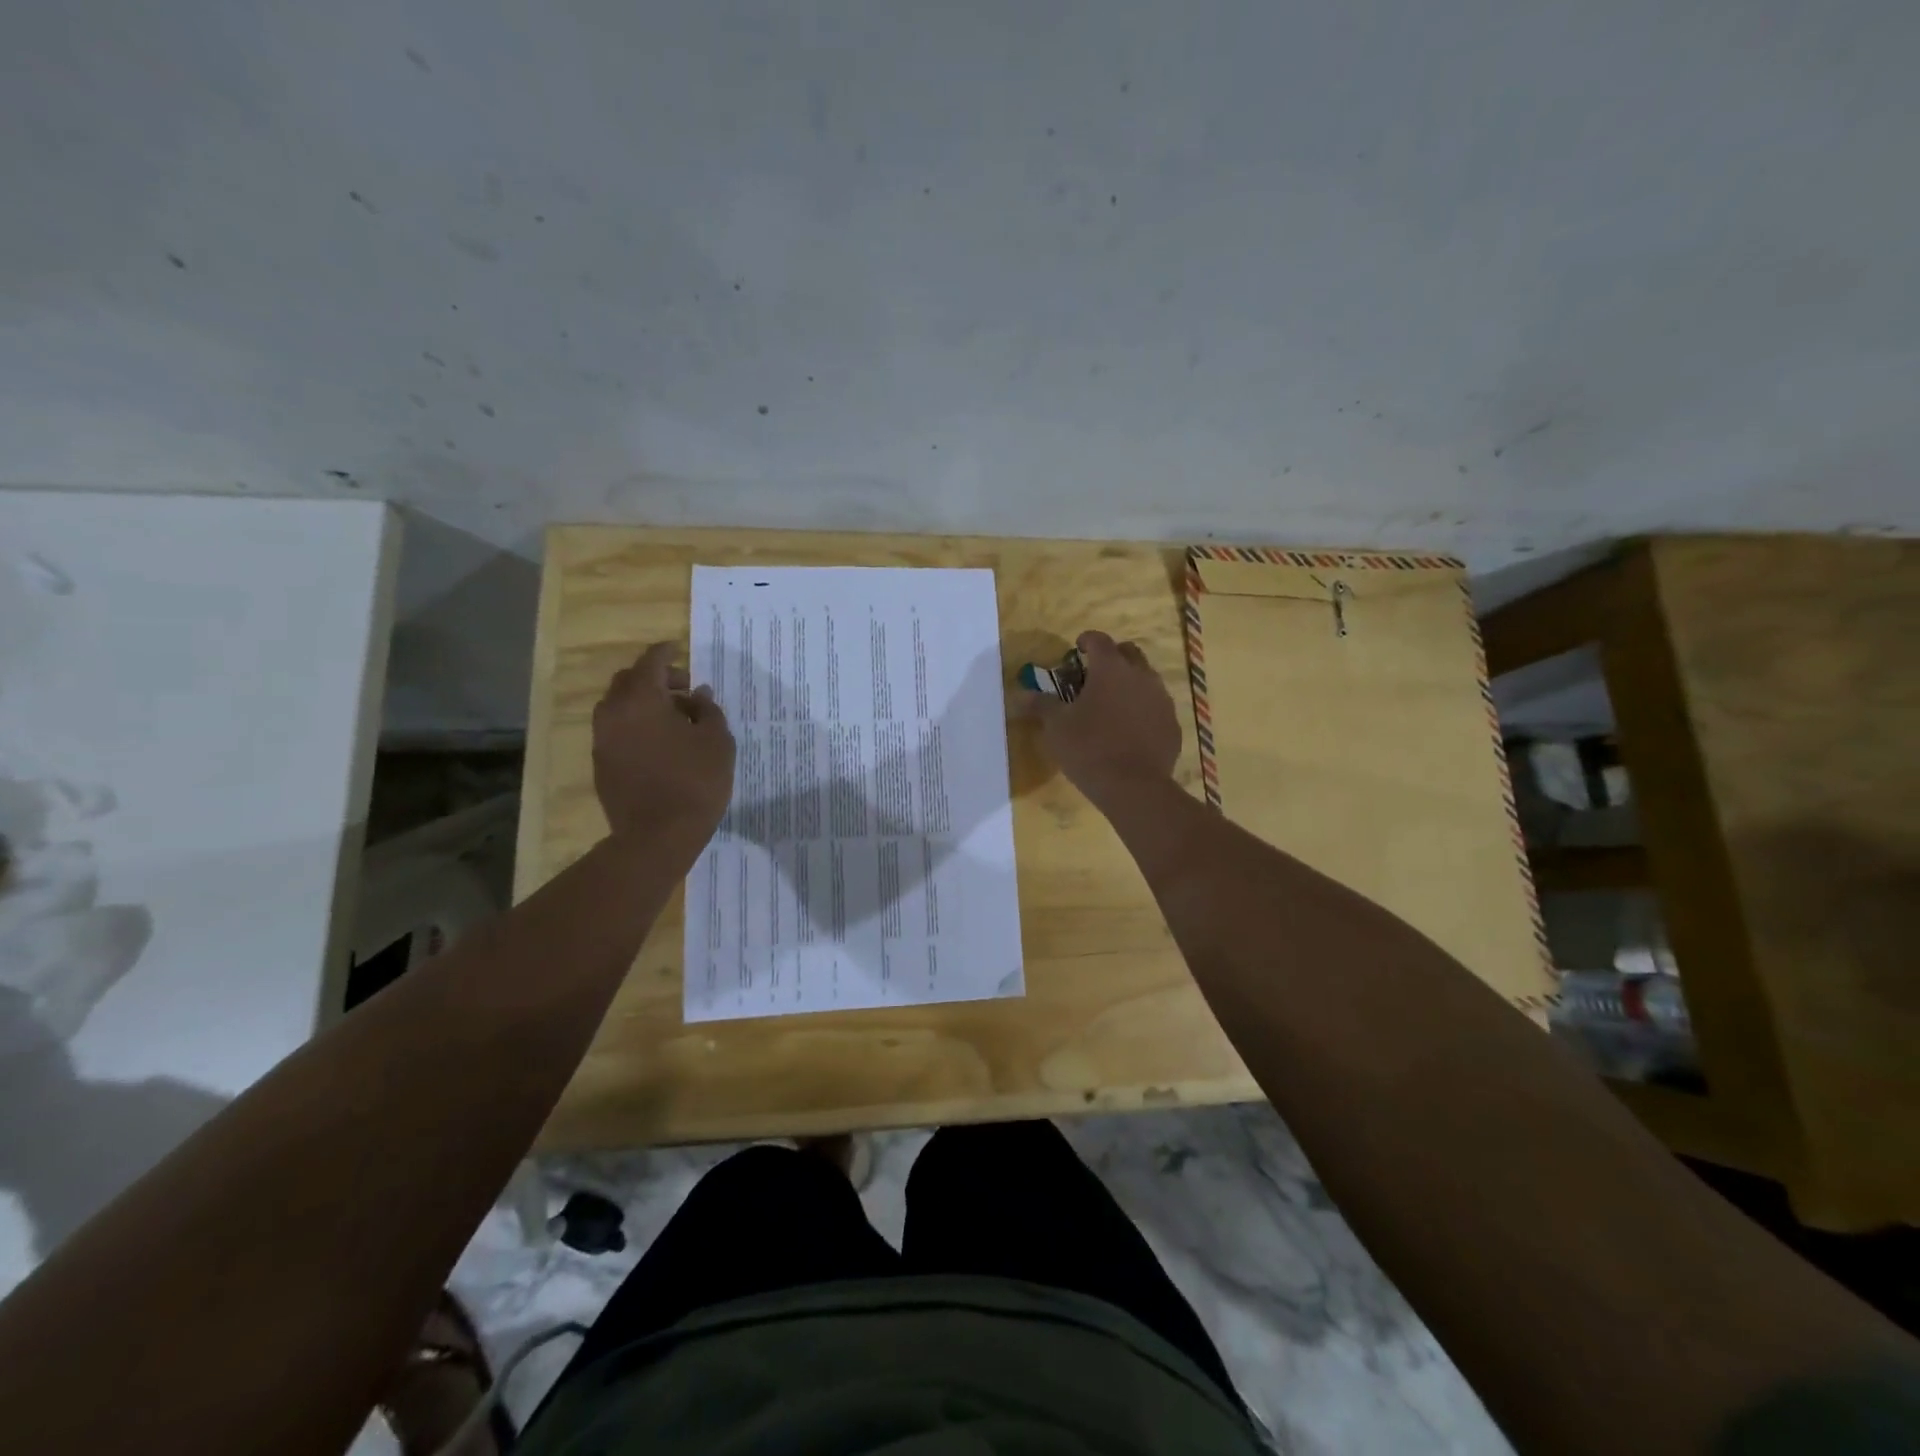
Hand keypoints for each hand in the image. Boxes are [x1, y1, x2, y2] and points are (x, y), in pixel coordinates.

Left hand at [592, 643, 735, 841]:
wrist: (657, 836)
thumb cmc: (695, 783)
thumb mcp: (717, 742)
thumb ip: (708, 711)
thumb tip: (698, 694)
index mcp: (642, 700)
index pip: (651, 662)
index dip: (666, 652)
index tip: (678, 648)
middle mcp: (614, 713)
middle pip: (628, 681)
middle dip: (654, 678)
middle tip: (683, 691)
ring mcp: (602, 740)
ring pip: (618, 706)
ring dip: (643, 703)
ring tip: (673, 719)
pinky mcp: (601, 764)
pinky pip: (616, 731)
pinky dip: (635, 725)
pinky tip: (659, 743)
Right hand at [1022, 631, 1181, 805]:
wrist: (1134, 787)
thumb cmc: (1089, 749)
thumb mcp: (1056, 727)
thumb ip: (1041, 704)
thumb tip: (1020, 694)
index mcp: (1111, 669)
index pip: (1099, 640)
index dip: (1086, 640)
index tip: (1076, 649)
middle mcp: (1141, 676)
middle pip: (1129, 653)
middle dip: (1112, 657)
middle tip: (1094, 675)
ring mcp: (1162, 699)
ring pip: (1146, 679)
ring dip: (1129, 683)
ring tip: (1112, 704)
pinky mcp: (1172, 724)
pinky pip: (1156, 707)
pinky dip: (1143, 709)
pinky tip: (1130, 730)